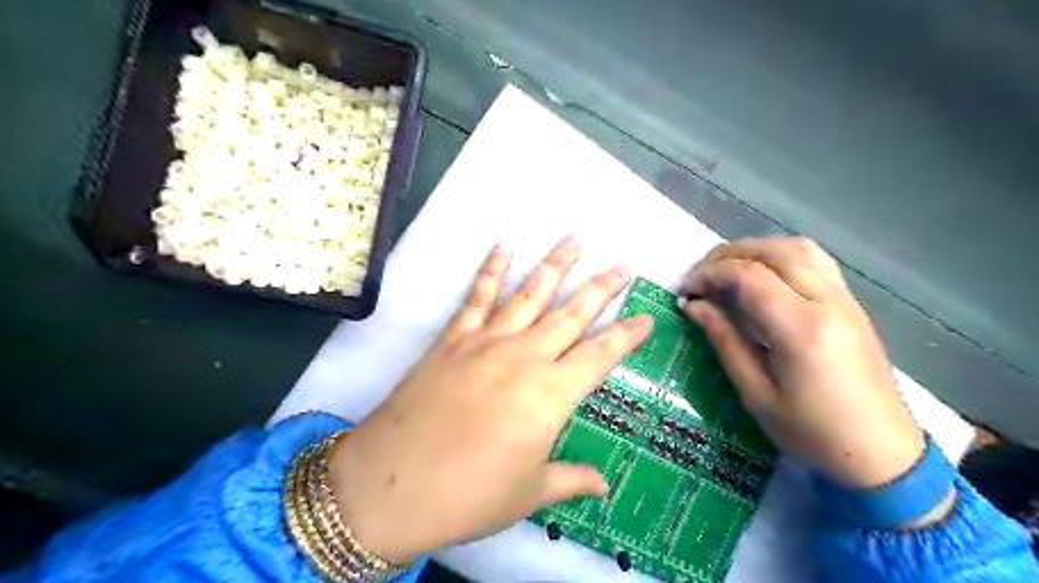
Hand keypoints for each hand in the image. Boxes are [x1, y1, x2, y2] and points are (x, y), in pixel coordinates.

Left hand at [326, 237, 646, 563]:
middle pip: (571, 314)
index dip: (627, 335)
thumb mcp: (529, 493)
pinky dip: (490, 270)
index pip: (600, 356)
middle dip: (600, 289)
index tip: (647, 316)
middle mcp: (524, 357)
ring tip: (574, 239)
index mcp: (550, 395)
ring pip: (529, 294)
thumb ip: (571, 481)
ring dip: (554, 265)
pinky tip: (503, 246)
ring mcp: (486, 342)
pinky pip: (476, 297)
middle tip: (621, 267)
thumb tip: (604, 486)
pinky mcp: (453, 339)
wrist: (392, 486)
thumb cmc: (469, 496)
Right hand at [683, 235, 924, 487]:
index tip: (685, 291)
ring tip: (726, 271)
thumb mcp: (755, 394)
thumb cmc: (812, 433)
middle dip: (727, 255)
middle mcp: (827, 302)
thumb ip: (725, 341)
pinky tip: (762, 277)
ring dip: (754, 250)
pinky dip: (779, 256)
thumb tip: (694, 306)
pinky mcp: (851, 304)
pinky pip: (813, 260)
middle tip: (700, 277)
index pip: (748, 275)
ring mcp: (844, 299)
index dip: (709, 274)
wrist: (882, 454)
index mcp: (801, 329)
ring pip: (796, 248)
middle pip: (772, 251)